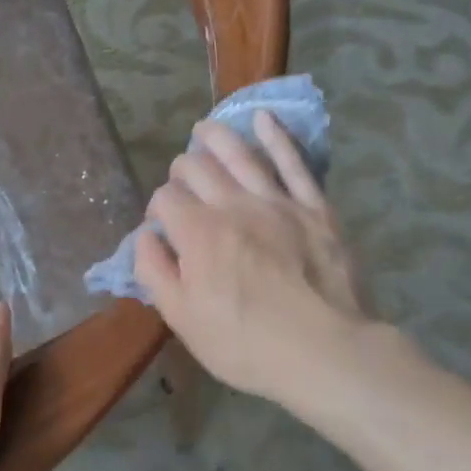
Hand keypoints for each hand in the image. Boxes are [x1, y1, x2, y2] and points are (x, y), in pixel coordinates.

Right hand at [135, 113, 365, 403]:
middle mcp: (233, 205)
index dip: (157, 209)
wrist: (325, 351)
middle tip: (181, 181)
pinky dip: (277, 136)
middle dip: (181, 169)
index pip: (165, 199)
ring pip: (239, 154)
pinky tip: (263, 118)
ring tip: (204, 128)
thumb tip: (145, 235)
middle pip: (197, 168)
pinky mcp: (314, 207)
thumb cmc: (246, 344)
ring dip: (216, 137)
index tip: (162, 228)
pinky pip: (294, 162)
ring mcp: (277, 202)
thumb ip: (155, 272)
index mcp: (197, 233)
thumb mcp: (183, 319)